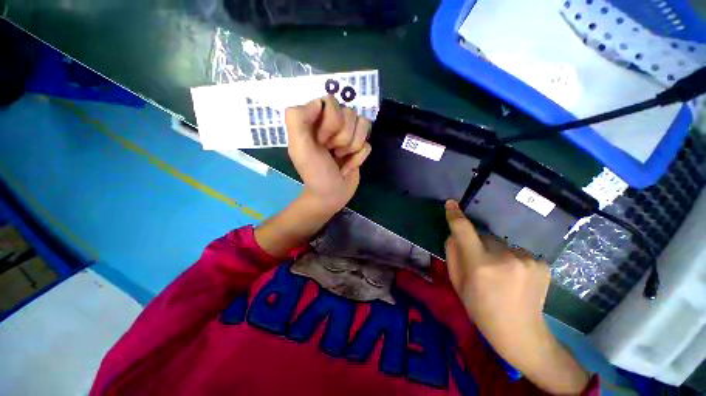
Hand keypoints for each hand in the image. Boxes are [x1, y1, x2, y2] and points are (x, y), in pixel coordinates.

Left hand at [285, 96, 371, 211]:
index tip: (321, 141)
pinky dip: (358, 158)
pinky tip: (348, 166)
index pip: (330, 101)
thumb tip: (319, 103)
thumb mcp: (299, 148)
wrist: (331, 195)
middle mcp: (333, 123)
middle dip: (341, 138)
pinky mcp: (360, 147)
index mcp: (315, 120)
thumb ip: (297, 119)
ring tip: (340, 158)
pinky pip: (368, 144)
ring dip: (351, 148)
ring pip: (363, 126)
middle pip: (350, 113)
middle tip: (331, 151)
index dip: (330, 122)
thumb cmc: (314, 172)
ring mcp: (348, 134)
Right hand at [444, 200, 588, 393]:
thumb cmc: (480, 308)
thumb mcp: (457, 283)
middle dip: (479, 244)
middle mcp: (505, 258)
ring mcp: (527, 260)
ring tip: (502, 274)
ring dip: (497, 253)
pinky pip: (517, 252)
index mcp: (480, 264)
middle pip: (485, 236)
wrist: (520, 332)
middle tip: (481, 264)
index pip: (464, 231)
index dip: (456, 216)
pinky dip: (513, 259)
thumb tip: (454, 234)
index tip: (451, 203)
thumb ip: (453, 254)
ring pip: (502, 244)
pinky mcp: (541, 263)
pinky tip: (516, 277)